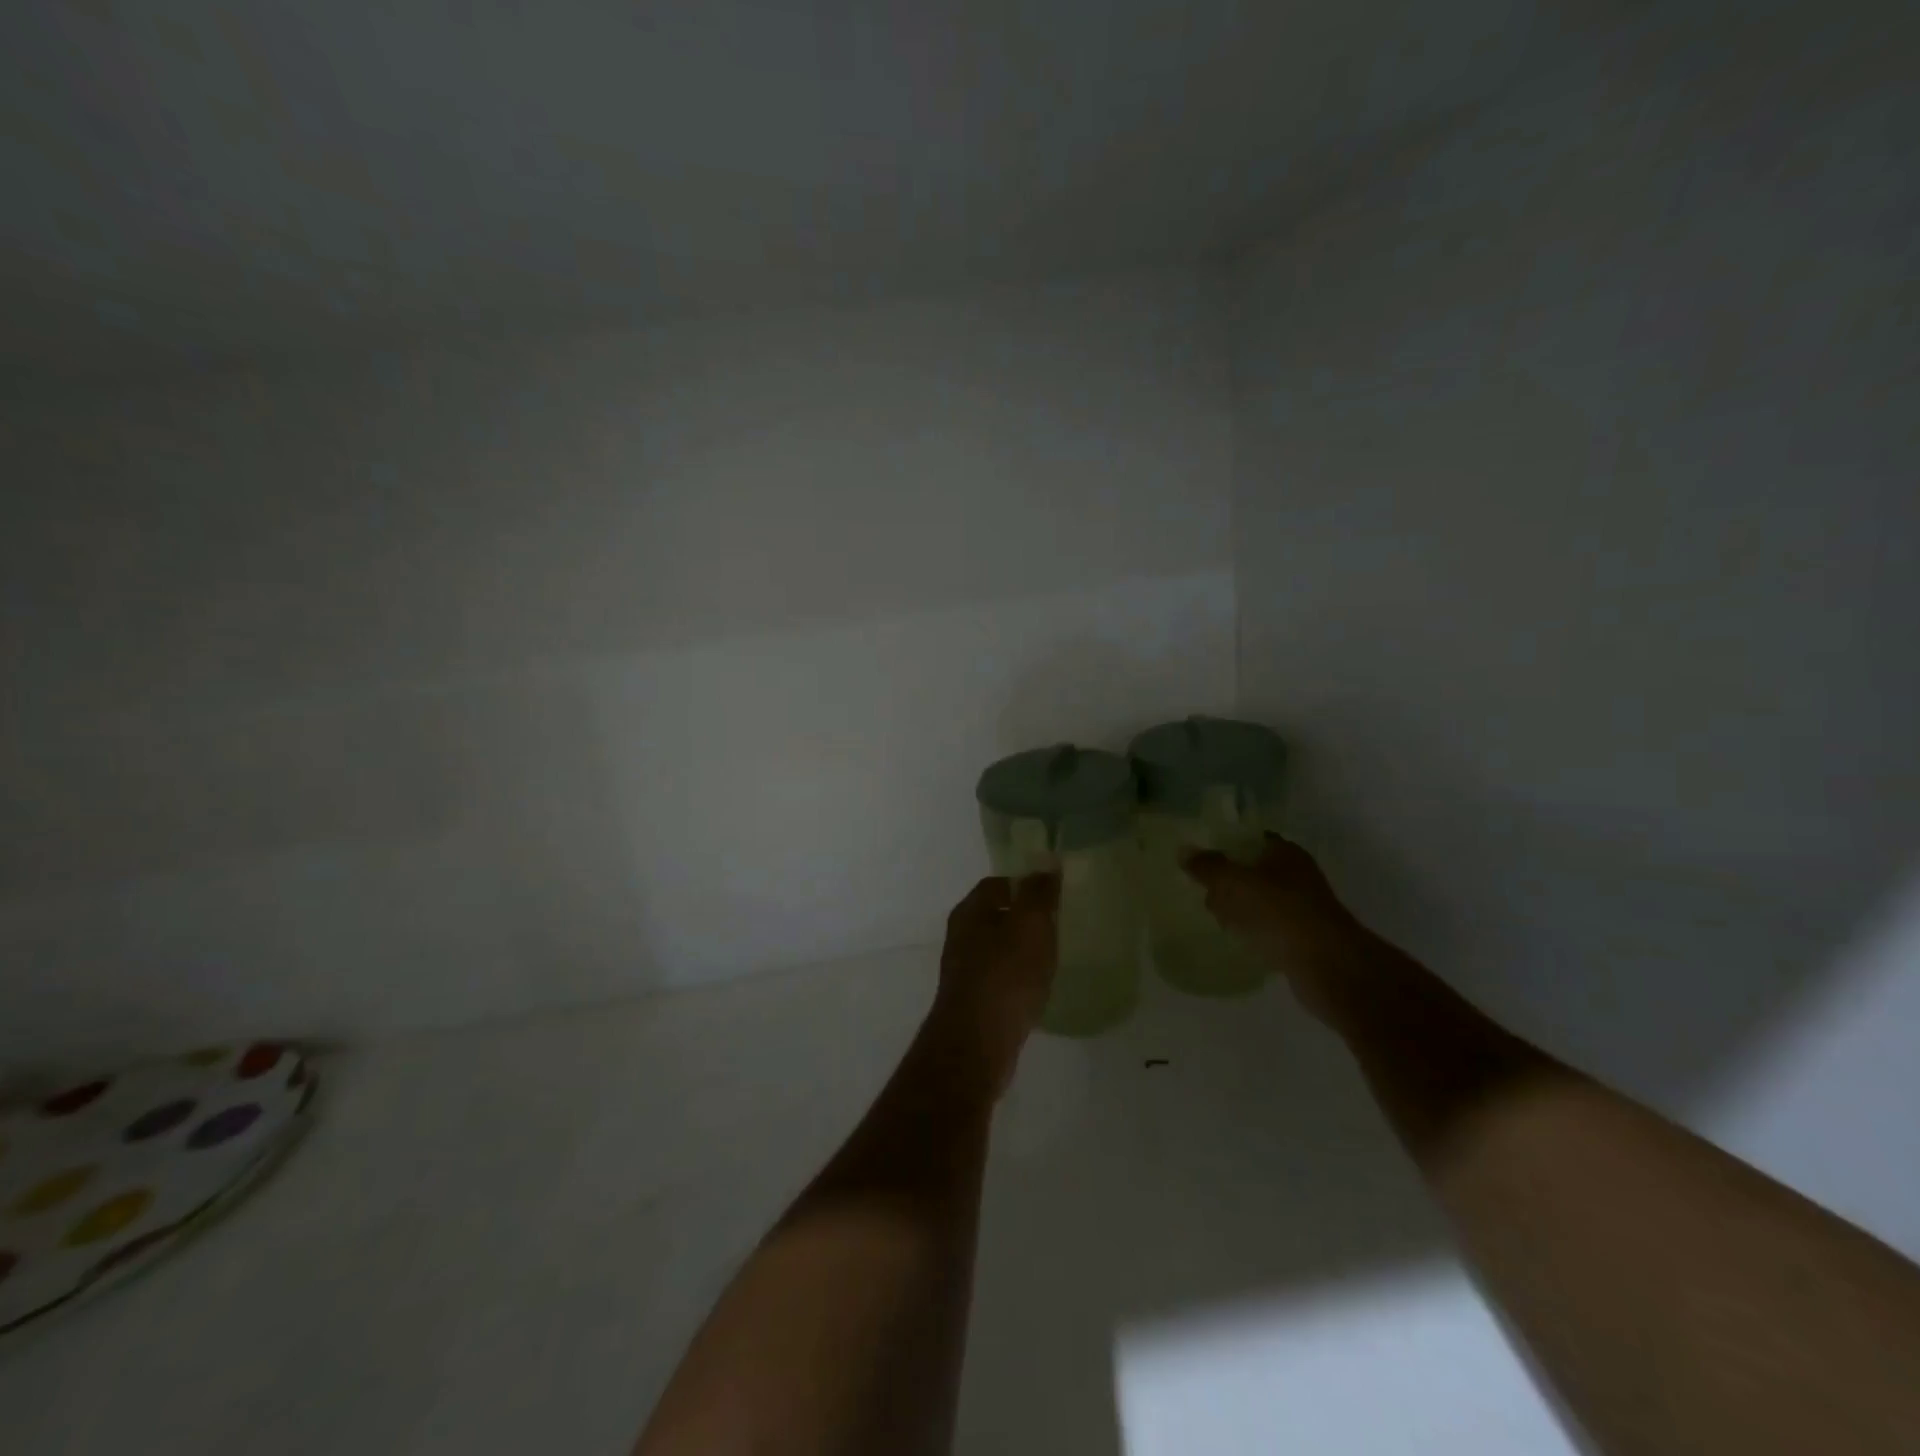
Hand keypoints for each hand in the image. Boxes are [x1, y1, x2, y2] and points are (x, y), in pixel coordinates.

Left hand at [930, 874, 1059, 1096]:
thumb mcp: (1030, 925)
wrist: (977, 1042)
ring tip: (1055, 955)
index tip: (1055, 893)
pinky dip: (1020, 977)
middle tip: (1060, 923)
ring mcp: (965, 970)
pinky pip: (1001, 978)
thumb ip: (1039, 893)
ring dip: (1023, 949)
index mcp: (970, 912)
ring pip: (999, 948)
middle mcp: (961, 936)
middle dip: (1026, 917)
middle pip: (997, 915)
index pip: (998, 884)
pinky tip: (1039, 986)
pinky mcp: (974, 1000)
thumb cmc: (1005, 975)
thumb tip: (1046, 864)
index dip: (1026, 884)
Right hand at [1183, 834, 1362, 1022]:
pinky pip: (1269, 926)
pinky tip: (1238, 939)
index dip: (1225, 847)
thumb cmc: (1278, 912)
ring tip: (1217, 919)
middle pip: (1253, 870)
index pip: (1250, 840)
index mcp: (1284, 853)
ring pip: (1261, 900)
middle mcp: (1297, 874)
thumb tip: (1184, 851)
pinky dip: (1253, 930)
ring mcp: (1303, 907)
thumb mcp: (1234, 883)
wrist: (1326, 964)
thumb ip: (1208, 866)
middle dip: (1228, 881)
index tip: (1202, 862)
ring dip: (1239, 908)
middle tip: (1206, 894)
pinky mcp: (1303, 936)